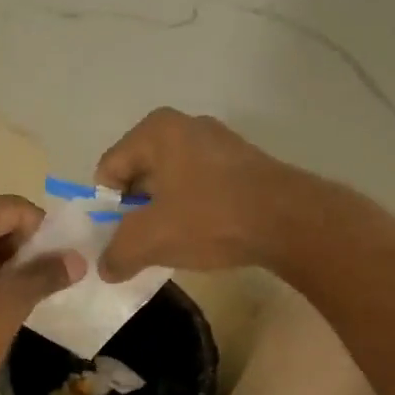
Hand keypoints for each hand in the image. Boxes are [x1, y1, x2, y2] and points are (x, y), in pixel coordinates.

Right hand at [95, 109, 307, 281]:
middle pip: (141, 174)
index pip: (109, 168)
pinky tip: (204, 236)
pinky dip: (194, 211)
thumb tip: (105, 268)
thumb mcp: (151, 240)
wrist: (289, 221)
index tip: (116, 239)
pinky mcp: (244, 164)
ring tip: (174, 244)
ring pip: (172, 183)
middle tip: (142, 244)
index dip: (106, 208)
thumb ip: (118, 253)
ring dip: (165, 213)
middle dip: (136, 211)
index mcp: (156, 130)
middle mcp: (186, 126)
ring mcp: (220, 143)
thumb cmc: (210, 218)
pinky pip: (202, 187)